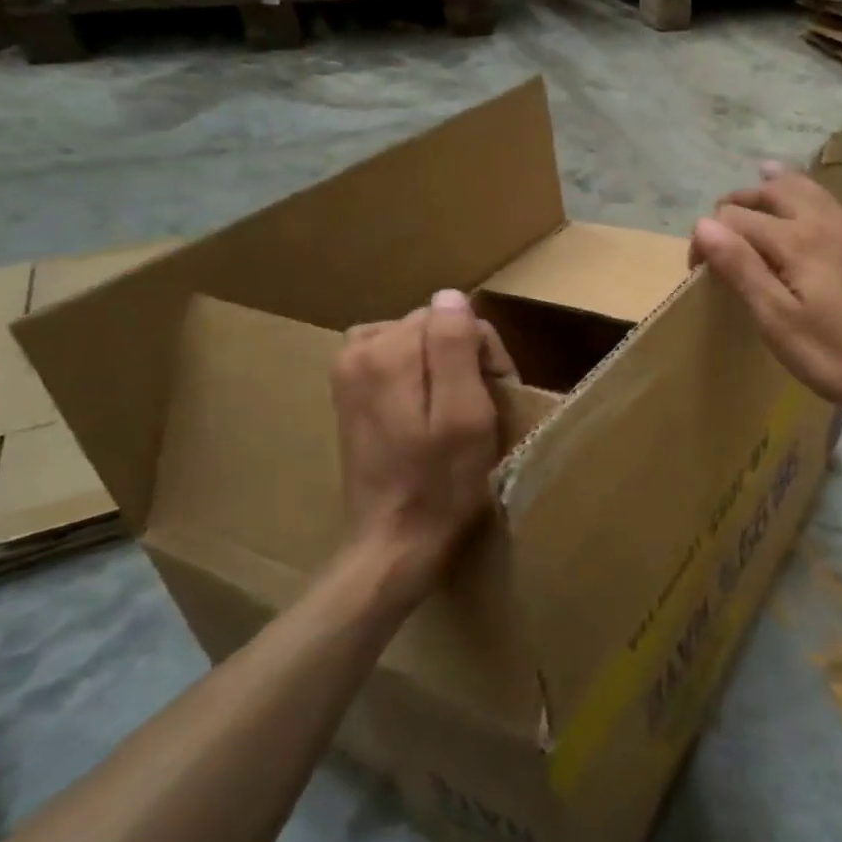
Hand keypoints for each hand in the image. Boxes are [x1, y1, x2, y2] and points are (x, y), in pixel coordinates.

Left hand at [328, 290, 516, 605]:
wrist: (394, 544)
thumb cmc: (442, 485)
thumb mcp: (465, 415)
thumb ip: (455, 348)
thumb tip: (451, 296)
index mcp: (385, 351)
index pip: (454, 318)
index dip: (483, 353)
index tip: (494, 397)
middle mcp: (357, 351)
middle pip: (431, 327)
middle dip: (462, 358)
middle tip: (478, 412)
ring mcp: (347, 374)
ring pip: (416, 344)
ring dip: (442, 368)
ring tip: (455, 412)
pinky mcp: (349, 396)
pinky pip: (395, 362)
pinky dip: (419, 378)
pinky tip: (428, 413)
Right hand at [691, 166, 841, 419]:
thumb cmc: (832, 354)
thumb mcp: (775, 318)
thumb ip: (740, 268)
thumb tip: (705, 224)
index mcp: (795, 242)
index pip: (738, 219)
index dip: (711, 235)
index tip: (697, 267)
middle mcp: (826, 228)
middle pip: (780, 194)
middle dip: (746, 197)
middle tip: (722, 215)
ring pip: (821, 196)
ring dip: (791, 182)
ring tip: (768, 172)